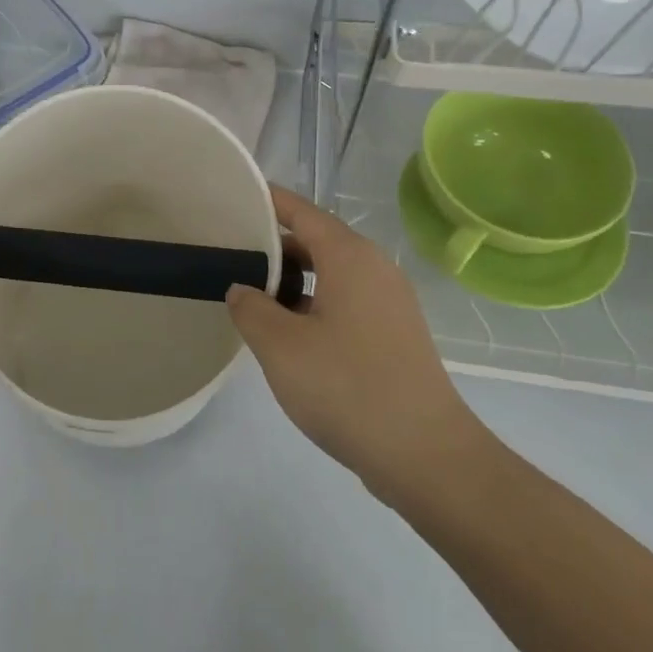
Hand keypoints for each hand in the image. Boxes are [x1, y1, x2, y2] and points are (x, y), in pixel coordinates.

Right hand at [227, 185, 490, 495]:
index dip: (268, 201)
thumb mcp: (280, 346)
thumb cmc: (347, 387)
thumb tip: (242, 290)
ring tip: (249, 296)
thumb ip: (250, 308)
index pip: (302, 212)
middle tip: (228, 254)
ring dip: (291, 282)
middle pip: (316, 241)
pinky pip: (343, 303)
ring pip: (330, 276)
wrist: (424, 454)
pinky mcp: (392, 335)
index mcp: (350, 258)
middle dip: (272, 246)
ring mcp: (388, 304)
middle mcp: (374, 270)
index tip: (234, 197)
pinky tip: (285, 333)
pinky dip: (311, 305)